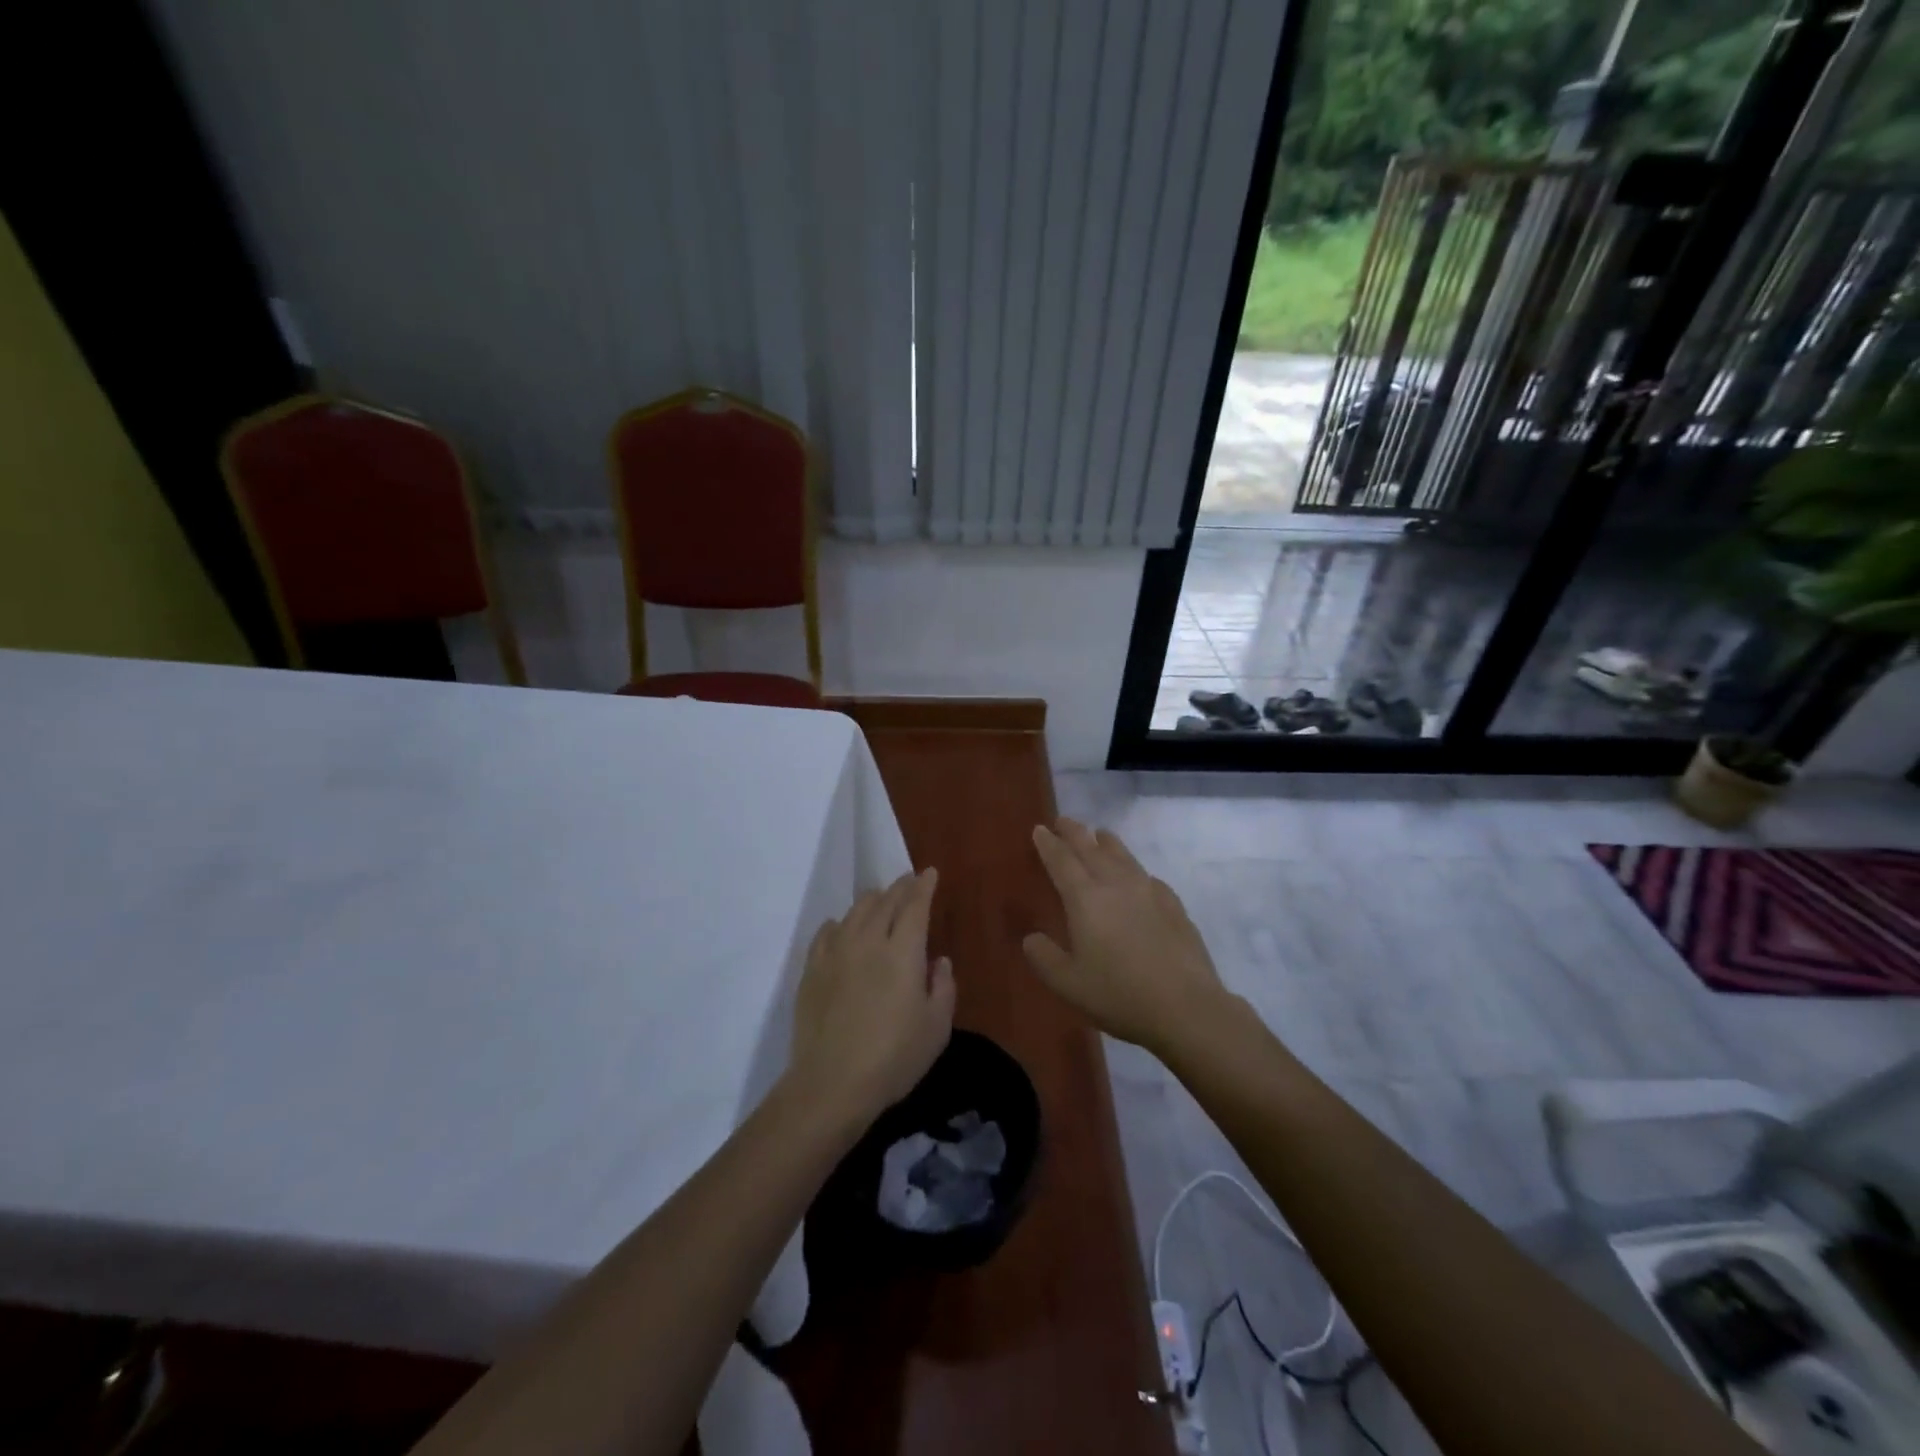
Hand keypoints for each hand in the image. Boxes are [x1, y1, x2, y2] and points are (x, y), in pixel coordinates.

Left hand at [788, 868, 954, 1126]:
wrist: (831, 1083)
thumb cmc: (893, 1058)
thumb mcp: (936, 1028)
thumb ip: (943, 987)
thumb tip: (938, 961)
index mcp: (903, 951)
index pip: (915, 905)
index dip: (923, 886)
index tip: (929, 873)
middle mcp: (868, 941)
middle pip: (885, 901)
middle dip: (900, 887)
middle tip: (909, 882)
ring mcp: (835, 953)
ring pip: (855, 911)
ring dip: (873, 900)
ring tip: (881, 900)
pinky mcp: (812, 969)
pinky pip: (827, 931)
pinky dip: (841, 923)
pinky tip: (843, 928)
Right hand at [1023, 819, 1229, 1055]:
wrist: (1186, 1006)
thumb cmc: (1119, 994)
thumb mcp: (1068, 984)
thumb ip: (1044, 958)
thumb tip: (1032, 938)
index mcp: (1085, 899)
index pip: (1062, 861)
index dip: (1048, 844)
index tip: (1040, 829)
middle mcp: (1116, 885)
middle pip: (1092, 849)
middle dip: (1075, 832)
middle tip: (1064, 821)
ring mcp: (1149, 892)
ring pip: (1123, 856)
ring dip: (1106, 842)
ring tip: (1099, 835)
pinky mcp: (1173, 905)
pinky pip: (1147, 876)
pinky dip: (1134, 869)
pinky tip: (1138, 878)